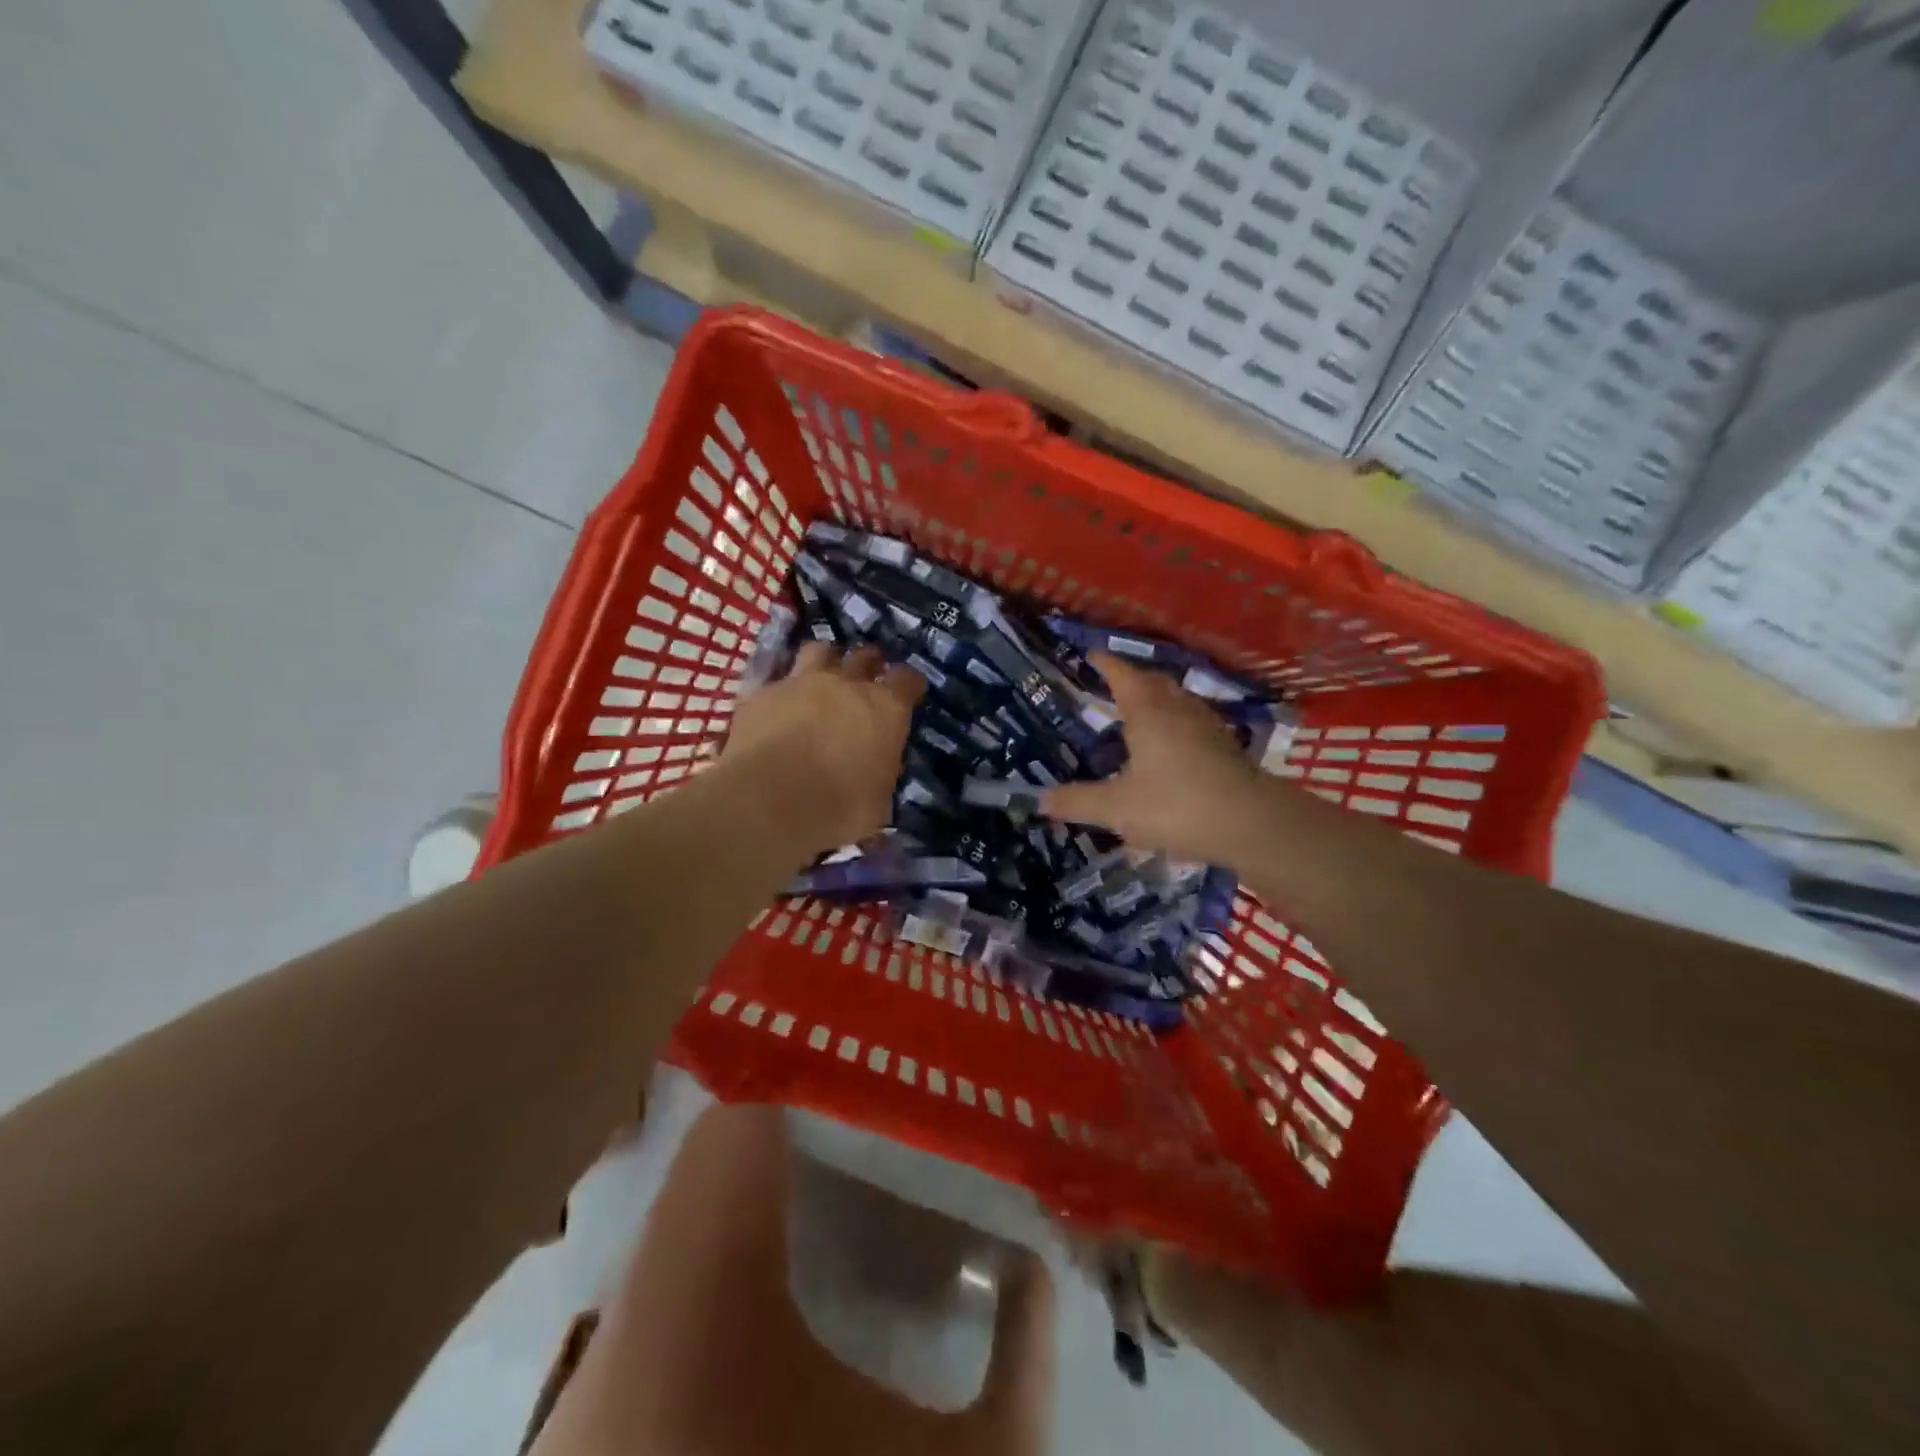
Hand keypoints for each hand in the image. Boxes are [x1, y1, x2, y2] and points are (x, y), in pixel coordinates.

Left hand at [722, 641, 924, 851]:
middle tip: (868, 677)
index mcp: (885, 709)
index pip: (908, 680)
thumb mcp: (877, 803)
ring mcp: (801, 682)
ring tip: (825, 674)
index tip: (910, 693)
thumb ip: (880, 776)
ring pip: (820, 650)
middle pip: (865, 656)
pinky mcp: (762, 693)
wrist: (767, 802)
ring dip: (827, 659)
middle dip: (870, 664)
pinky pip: (779, 680)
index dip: (910, 685)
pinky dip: (785, 690)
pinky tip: (781, 706)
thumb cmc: (837, 807)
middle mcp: (846, 684)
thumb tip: (875, 776)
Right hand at [1041, 654, 1260, 863]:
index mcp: (1148, 713)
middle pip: (1154, 682)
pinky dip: (1175, 724)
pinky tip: (1171, 747)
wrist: (1251, 824)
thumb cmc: (1176, 805)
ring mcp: (1207, 727)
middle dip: (1133, 678)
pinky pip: (1192, 723)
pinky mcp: (1225, 748)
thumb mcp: (1117, 808)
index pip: (1123, 675)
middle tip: (1113, 683)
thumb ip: (1078, 802)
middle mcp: (1178, 710)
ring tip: (1140, 712)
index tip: (1093, 654)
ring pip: (1177, 701)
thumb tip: (1041, 800)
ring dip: (1157, 700)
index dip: (1107, 664)